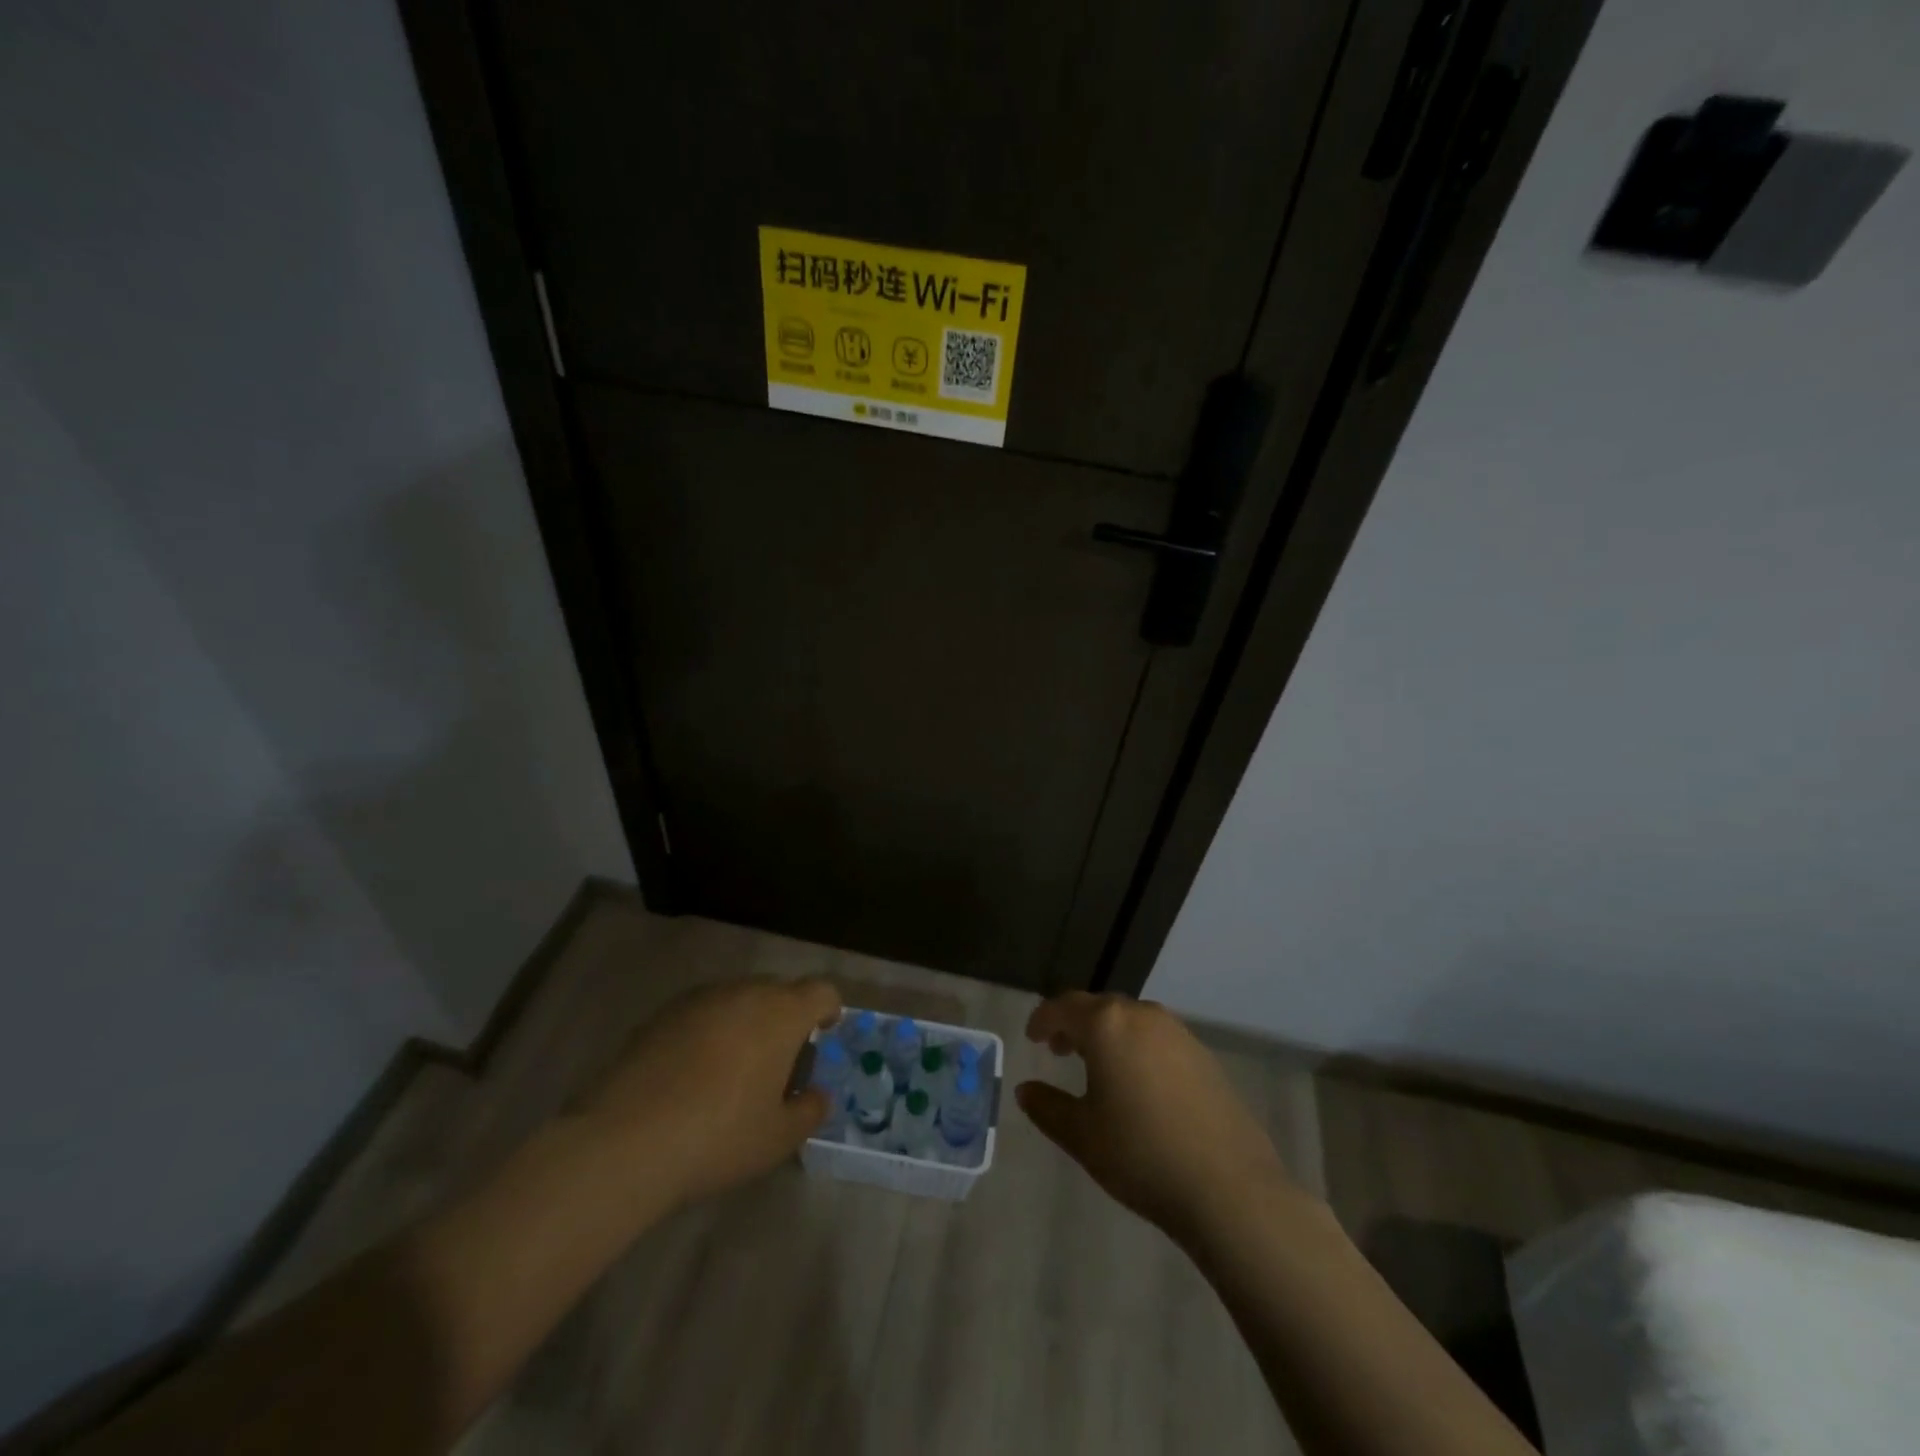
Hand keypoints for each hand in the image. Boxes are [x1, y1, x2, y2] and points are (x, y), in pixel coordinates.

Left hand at [575, 976, 841, 1205]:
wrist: (625, 1141)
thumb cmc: (719, 1136)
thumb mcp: (778, 1139)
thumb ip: (809, 1111)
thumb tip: (816, 1096)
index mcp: (782, 1013)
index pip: (822, 991)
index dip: (829, 1009)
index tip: (824, 1033)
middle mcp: (745, 992)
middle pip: (779, 991)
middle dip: (786, 1018)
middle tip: (778, 1062)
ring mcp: (700, 999)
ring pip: (738, 999)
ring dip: (746, 1023)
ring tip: (733, 1069)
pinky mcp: (662, 1014)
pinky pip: (702, 1012)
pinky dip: (708, 1031)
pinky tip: (692, 1074)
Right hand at [1017, 993, 1292, 1240]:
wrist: (1229, 1188)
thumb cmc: (1141, 1155)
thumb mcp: (1082, 1135)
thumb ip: (1047, 1107)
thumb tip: (1025, 1090)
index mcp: (1107, 1025)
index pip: (1063, 1007)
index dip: (1043, 1019)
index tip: (1032, 1036)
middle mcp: (1143, 1016)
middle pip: (1099, 1007)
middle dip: (1075, 1024)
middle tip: (1060, 1050)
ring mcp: (1179, 1033)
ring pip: (1131, 1021)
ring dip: (1108, 1035)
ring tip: (1098, 1067)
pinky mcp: (1204, 1056)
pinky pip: (1158, 1039)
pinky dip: (1137, 1048)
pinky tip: (1139, 1085)